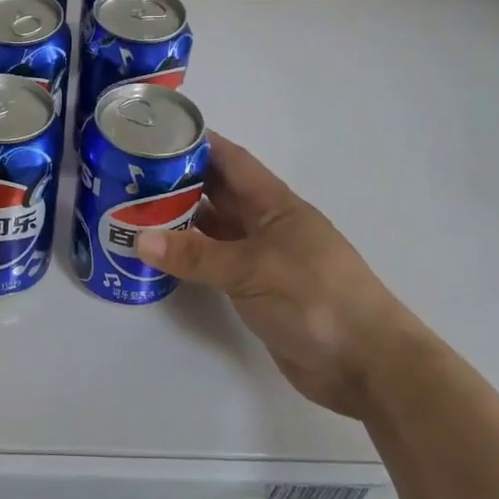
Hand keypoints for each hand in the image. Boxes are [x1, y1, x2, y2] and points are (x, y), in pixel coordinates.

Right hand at [135, 133, 434, 417]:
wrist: (367, 365)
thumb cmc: (316, 299)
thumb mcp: (252, 270)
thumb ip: (196, 255)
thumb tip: (139, 238)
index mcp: (275, 205)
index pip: (232, 161)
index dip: (199, 144)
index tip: (158, 133)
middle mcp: (267, 225)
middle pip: (219, 193)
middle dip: (180, 181)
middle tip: (131, 175)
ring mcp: (263, 259)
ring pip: (215, 228)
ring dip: (181, 220)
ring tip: (134, 210)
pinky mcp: (258, 291)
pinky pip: (216, 263)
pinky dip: (190, 257)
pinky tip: (161, 255)